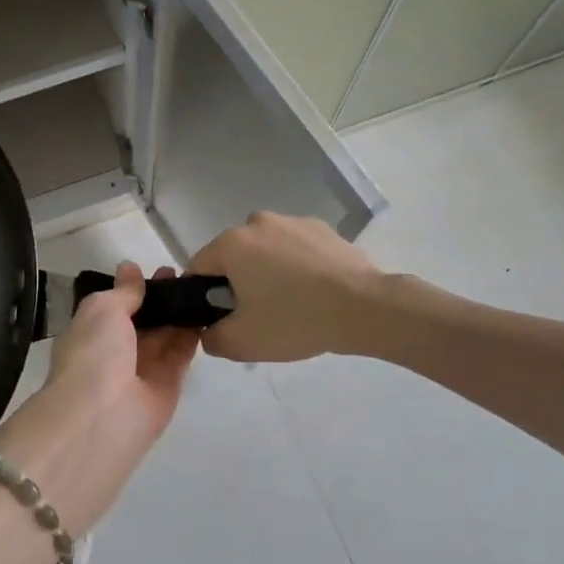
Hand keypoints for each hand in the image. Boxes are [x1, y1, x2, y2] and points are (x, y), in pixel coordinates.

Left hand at [0, 264, 199, 532]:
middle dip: (162, 298)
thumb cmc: (94, 353)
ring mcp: (142, 371)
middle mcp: (115, 352)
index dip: (137, 288)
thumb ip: (123, 291)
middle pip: (144, 321)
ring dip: (180, 313)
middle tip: (188, 275)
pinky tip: (209, 311)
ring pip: (165, 336)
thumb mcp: (102, 309)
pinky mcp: (167, 387)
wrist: (103, 416)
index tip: (161, 270)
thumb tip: (129, 268)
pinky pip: (181, 355)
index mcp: (91, 333)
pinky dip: (193, 335)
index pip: (116, 307)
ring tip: (203, 287)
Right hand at [188, 212, 386, 362]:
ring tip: (291, 304)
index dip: (202, 296)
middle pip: (233, 256)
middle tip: (257, 316)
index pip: (199, 268)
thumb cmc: (294, 320)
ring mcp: (293, 221)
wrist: (364, 308)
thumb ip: (212, 338)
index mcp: (232, 243)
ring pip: (265, 251)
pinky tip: (314, 292)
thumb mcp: (242, 342)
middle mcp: (257, 222)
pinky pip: (295, 249)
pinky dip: (297, 266)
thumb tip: (210, 330)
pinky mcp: (322, 228)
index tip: (220, 318)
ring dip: (268, 272)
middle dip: (237, 282)